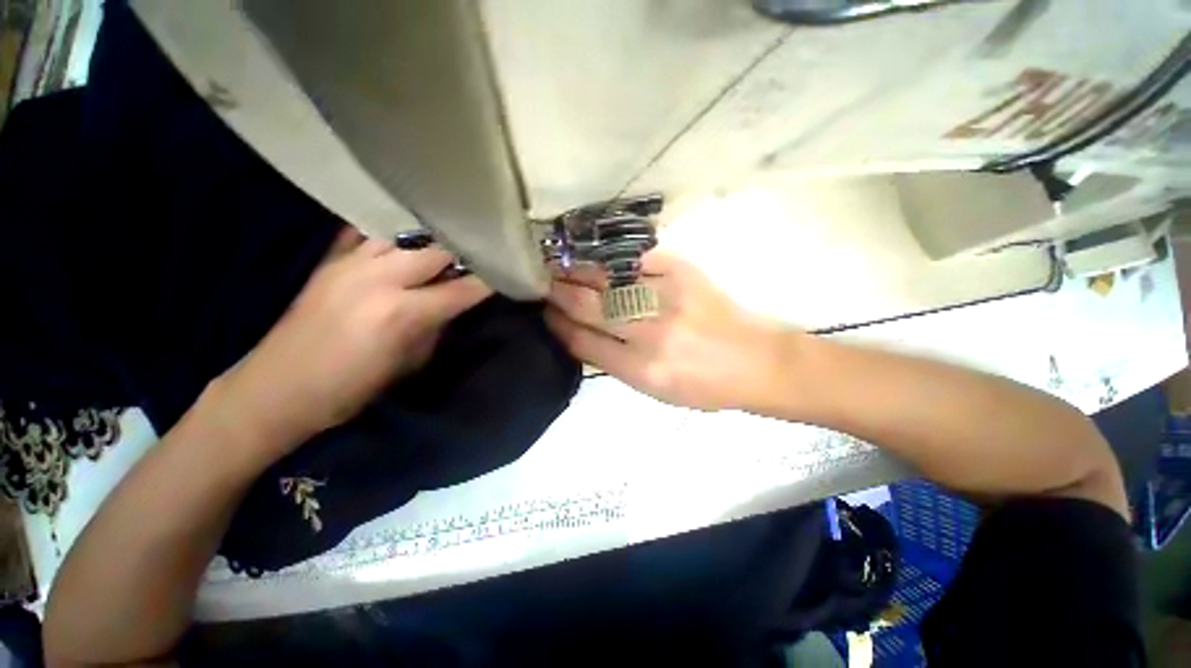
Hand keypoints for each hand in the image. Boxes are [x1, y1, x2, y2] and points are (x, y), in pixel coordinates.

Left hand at [218, 228, 490, 450]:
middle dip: (463, 254)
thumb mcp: (409, 364)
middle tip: (480, 258)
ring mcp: (350, 264)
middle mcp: (380, 279)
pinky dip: (391, 236)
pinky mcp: (330, 262)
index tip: (506, 275)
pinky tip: (403, 241)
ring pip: (403, 235)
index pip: (462, 288)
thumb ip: (435, 327)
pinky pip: (365, 234)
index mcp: (403, 312)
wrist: (277, 388)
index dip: (489, 282)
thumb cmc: (351, 388)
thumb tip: (454, 305)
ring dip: (429, 241)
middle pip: (436, 251)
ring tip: (446, 245)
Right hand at [545, 250, 797, 411]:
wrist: (754, 361)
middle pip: (588, 306)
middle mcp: (649, 333)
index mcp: (641, 369)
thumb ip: (615, 364)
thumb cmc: (704, 386)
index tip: (544, 314)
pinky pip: (635, 258)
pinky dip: (609, 256)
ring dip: (576, 271)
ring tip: (557, 265)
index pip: (583, 342)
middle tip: (541, 283)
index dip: (558, 325)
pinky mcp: (682, 272)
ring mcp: (666, 297)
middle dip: (558, 293)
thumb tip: (580, 335)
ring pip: (606, 279)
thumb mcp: (655, 391)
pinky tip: (594, 254)